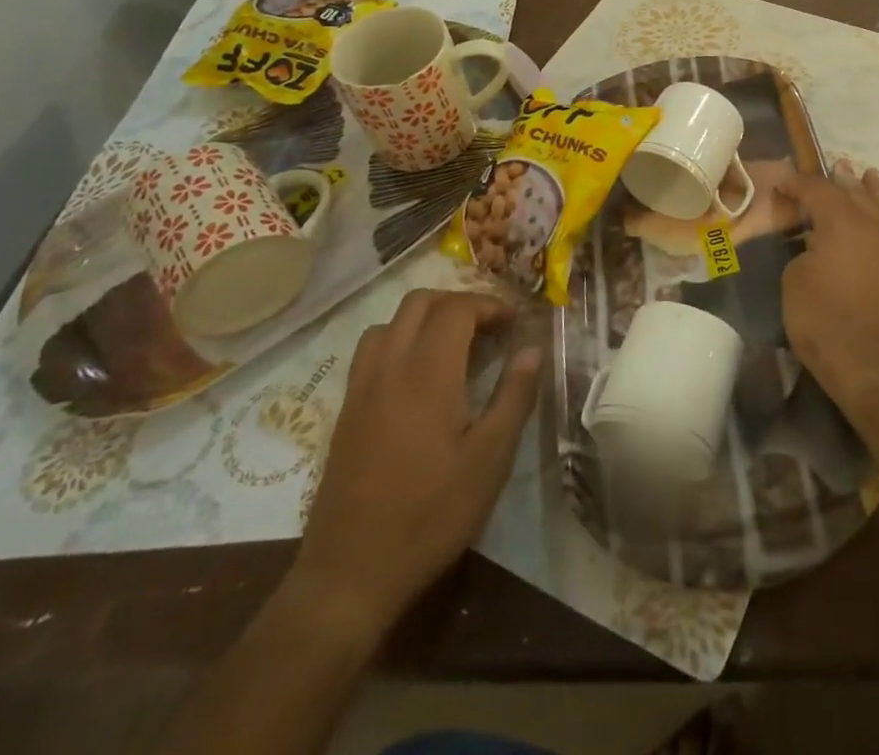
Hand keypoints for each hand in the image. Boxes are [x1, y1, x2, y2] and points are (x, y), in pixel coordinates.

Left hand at [285, 290, 540, 643]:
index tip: (515, 324)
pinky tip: (419, 378)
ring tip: (455, 345)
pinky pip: (372, 351)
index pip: (457, 308)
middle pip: (420, 302)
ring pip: (391, 322)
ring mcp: (361, 388)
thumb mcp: (490, 459)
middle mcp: (389, 367)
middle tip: (489, 329)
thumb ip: (514, 396)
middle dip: (459, 303)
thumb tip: (532, 349)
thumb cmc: (430, 514)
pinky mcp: (346, 412)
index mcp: (427, 373)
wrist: (349, 575)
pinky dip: (400, 341)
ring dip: (426, 318)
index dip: (490, 305)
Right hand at [772, 160, 878, 419]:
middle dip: (841, 180)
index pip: (817, 190)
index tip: (781, 180)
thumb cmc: (827, 323)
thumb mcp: (795, 283)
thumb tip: (817, 247)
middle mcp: (874, 224)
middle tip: (835, 164)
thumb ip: (804, 253)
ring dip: (872, 191)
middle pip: (855, 192)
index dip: (797, 183)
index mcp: (842, 221)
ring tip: (869, 175)